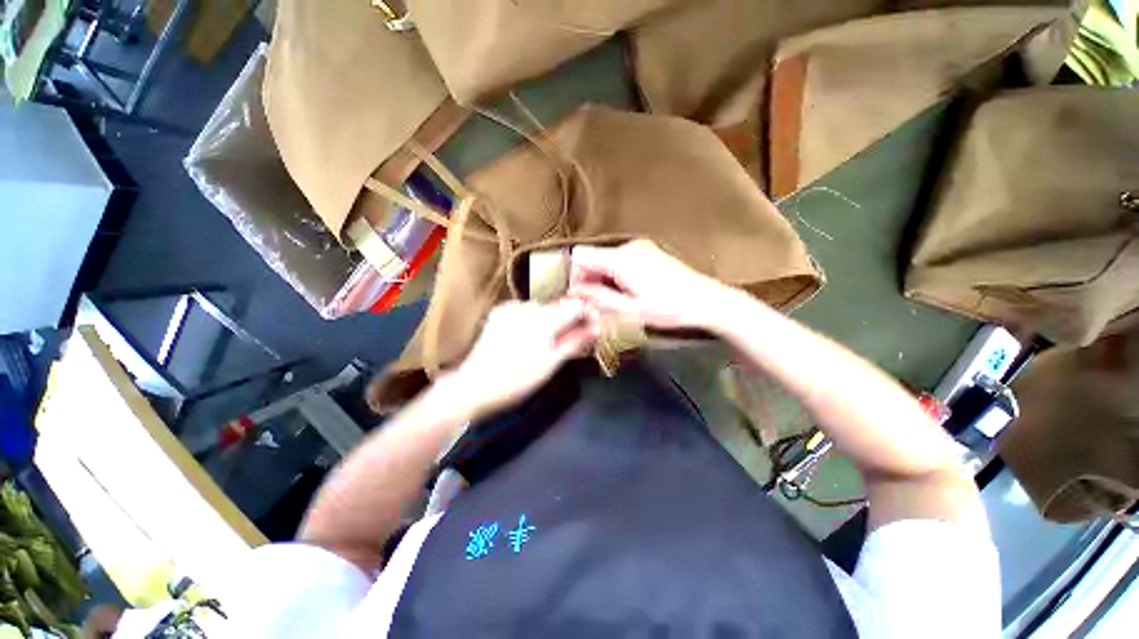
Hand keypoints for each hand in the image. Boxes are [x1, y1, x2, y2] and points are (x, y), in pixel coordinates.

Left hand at [442, 299, 599, 414]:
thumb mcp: (551, 364)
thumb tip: (596, 328)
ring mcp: (511, 307)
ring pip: (543, 307)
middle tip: (573, 339)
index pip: (576, 305)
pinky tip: (529, 337)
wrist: (473, 386)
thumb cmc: (516, 381)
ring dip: (552, 320)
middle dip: (569, 319)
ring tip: (549, 342)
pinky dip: (534, 320)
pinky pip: (527, 310)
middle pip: (559, 305)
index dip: (587, 314)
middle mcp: (527, 306)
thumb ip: (575, 341)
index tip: (592, 327)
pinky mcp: (500, 311)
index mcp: (543, 319)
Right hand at [569, 240, 737, 331]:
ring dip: (604, 280)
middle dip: (590, 280)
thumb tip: (577, 292)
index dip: (575, 277)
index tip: (580, 296)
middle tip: (598, 305)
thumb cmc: (672, 308)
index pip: (581, 257)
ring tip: (616, 302)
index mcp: (621, 260)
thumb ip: (599, 299)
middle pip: (593, 258)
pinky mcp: (648, 253)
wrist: (707, 301)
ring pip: (606, 260)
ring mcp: (640, 248)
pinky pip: (621, 260)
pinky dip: (616, 276)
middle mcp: (629, 248)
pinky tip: (628, 293)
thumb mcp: (630, 311)